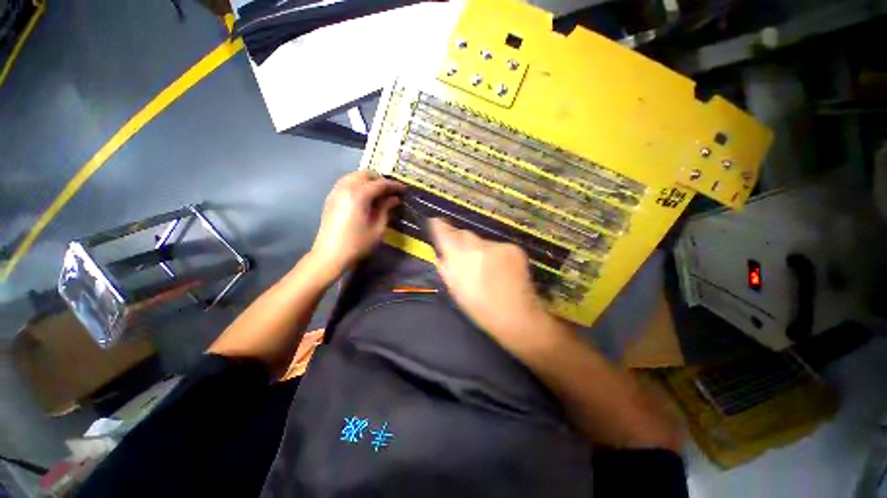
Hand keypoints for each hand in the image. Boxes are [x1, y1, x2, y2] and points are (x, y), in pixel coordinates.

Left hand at [310, 171, 402, 276]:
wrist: (330, 255)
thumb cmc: (357, 243)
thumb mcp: (378, 228)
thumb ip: (386, 209)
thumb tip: (394, 199)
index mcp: (359, 195)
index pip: (380, 183)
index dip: (394, 185)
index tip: (404, 189)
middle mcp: (346, 188)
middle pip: (365, 174)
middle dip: (379, 179)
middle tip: (390, 191)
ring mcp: (336, 192)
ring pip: (353, 176)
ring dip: (367, 180)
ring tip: (378, 193)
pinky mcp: (330, 198)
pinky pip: (345, 183)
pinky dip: (357, 184)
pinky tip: (363, 197)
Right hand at [429, 218, 550, 344]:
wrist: (517, 315)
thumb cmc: (480, 308)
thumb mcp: (455, 290)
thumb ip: (445, 267)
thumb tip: (441, 251)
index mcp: (461, 259)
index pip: (445, 233)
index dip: (440, 227)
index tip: (436, 222)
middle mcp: (479, 247)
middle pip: (464, 234)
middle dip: (460, 240)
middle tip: (463, 255)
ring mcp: (498, 246)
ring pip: (482, 241)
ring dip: (479, 249)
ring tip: (485, 268)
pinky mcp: (513, 248)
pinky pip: (497, 246)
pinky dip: (494, 254)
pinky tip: (499, 269)